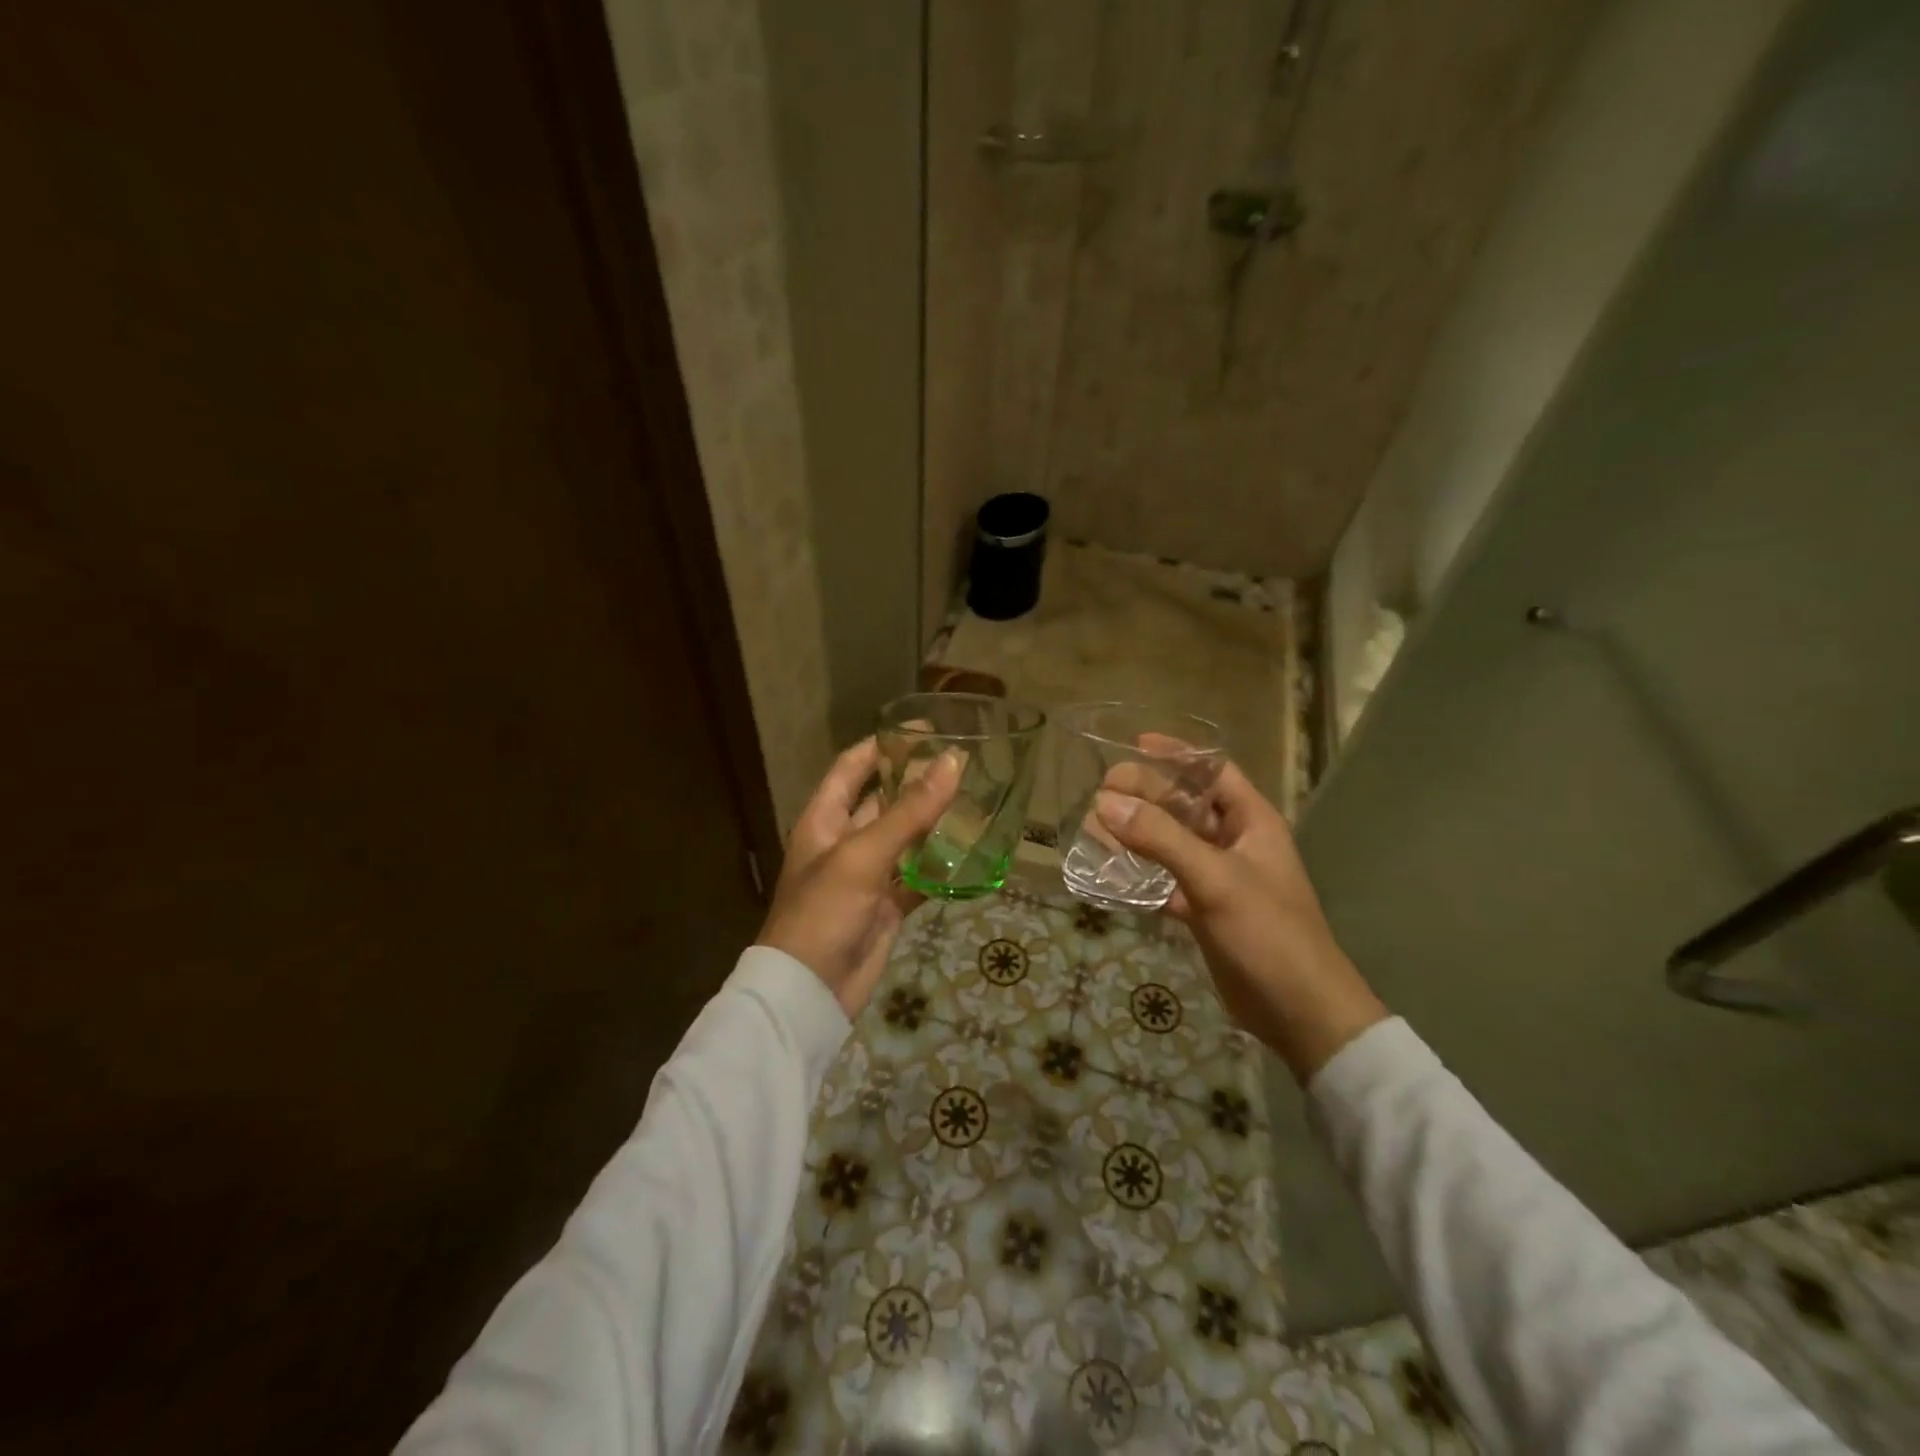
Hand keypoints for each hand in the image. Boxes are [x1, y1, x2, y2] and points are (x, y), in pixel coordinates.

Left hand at [758, 738, 961, 1017]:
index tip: (923, 729)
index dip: (883, 745)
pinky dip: (940, 868)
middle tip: (964, 765)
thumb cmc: (823, 911)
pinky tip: (971, 855)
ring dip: (934, 824)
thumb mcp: (863, 855)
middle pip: (884, 800)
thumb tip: (952, 763)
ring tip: (976, 802)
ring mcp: (868, 875)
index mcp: (825, 819)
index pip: (853, 767)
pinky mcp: (887, 905)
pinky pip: (917, 877)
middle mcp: (845, 841)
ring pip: (905, 839)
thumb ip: (909, 811)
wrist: (810, 991)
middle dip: (918, 783)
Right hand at [1095, 762, 1386, 1081]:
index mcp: (1252, 822)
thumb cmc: (1267, 932)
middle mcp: (1235, 842)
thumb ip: (1161, 839)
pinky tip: (1109, 873)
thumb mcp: (1215, 879)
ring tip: (1095, 827)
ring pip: (1172, 843)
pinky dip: (1141, 875)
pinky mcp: (1205, 910)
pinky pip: (1167, 880)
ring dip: (1138, 834)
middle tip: (1101, 791)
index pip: (1214, 771)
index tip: (1136, 744)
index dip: (1178, 754)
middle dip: (1146, 795)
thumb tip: (1105, 802)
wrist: (1298, 1011)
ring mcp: (1219, 878)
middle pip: (1185, 805)